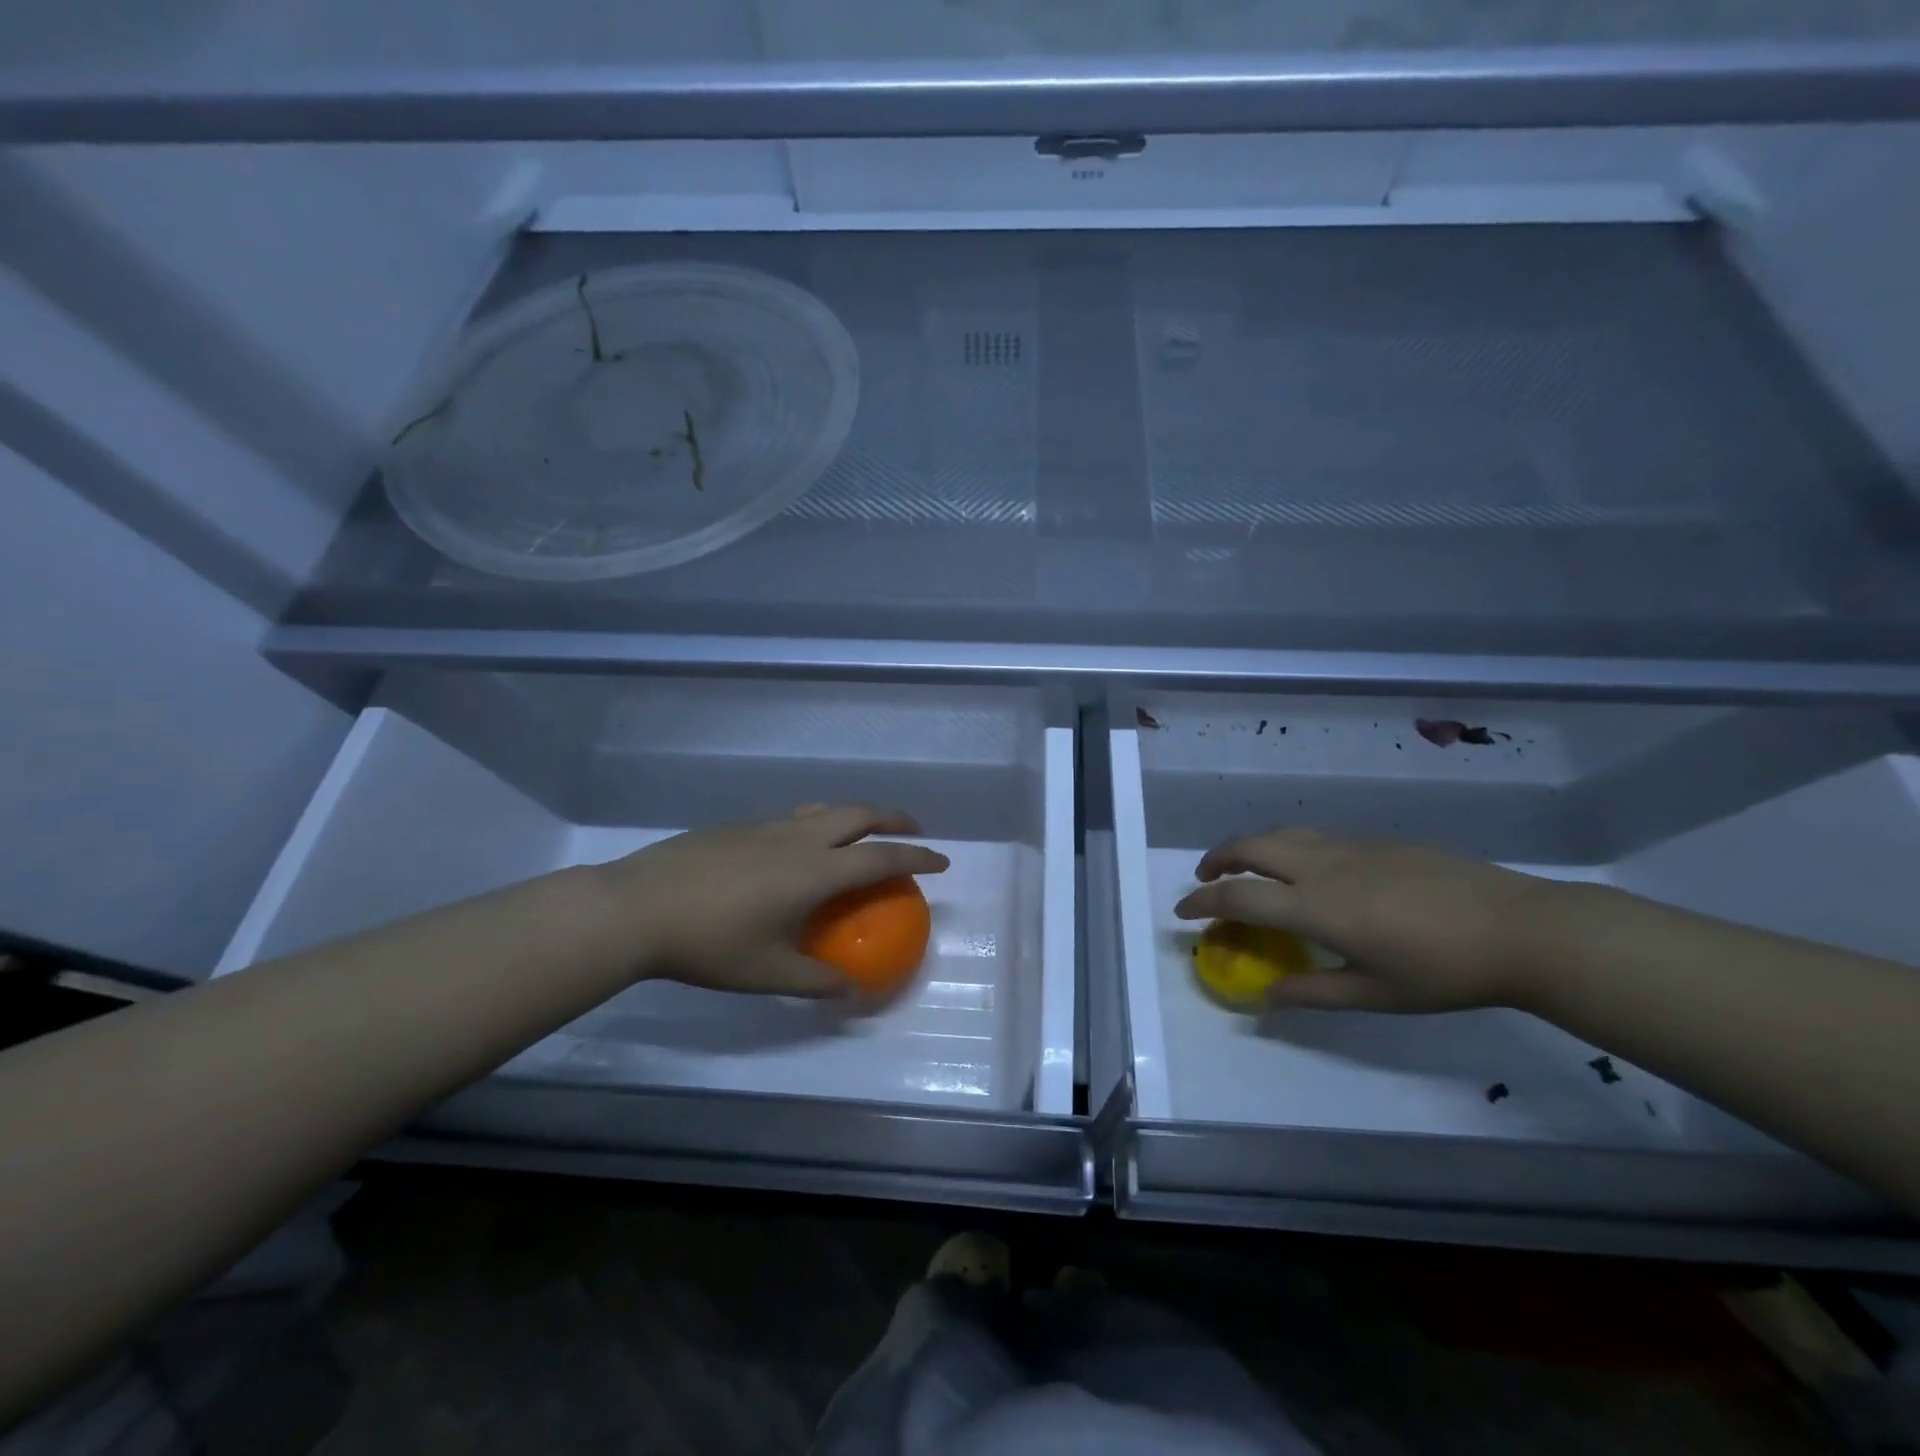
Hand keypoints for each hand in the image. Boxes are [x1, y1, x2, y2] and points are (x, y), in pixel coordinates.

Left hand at [591, 805, 948, 996]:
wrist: (637, 908)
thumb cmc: (709, 944)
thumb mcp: (767, 973)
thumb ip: (816, 981)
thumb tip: (850, 989)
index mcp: (815, 871)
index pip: (881, 856)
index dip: (918, 856)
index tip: (942, 859)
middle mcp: (798, 838)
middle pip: (859, 813)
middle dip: (893, 818)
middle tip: (911, 831)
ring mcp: (765, 826)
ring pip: (824, 808)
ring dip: (855, 814)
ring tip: (861, 832)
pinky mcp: (737, 826)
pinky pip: (793, 816)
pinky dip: (818, 823)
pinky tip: (799, 849)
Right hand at [1173, 828, 1569, 1011]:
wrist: (1520, 928)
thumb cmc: (1445, 971)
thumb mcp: (1377, 994)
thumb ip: (1314, 992)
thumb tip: (1267, 997)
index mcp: (1316, 906)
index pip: (1239, 896)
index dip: (1203, 901)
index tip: (1183, 911)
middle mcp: (1322, 866)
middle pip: (1251, 847)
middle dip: (1217, 859)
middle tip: (1206, 878)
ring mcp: (1350, 847)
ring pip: (1281, 834)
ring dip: (1250, 847)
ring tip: (1246, 866)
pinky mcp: (1376, 840)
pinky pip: (1313, 835)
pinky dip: (1287, 846)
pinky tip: (1305, 868)